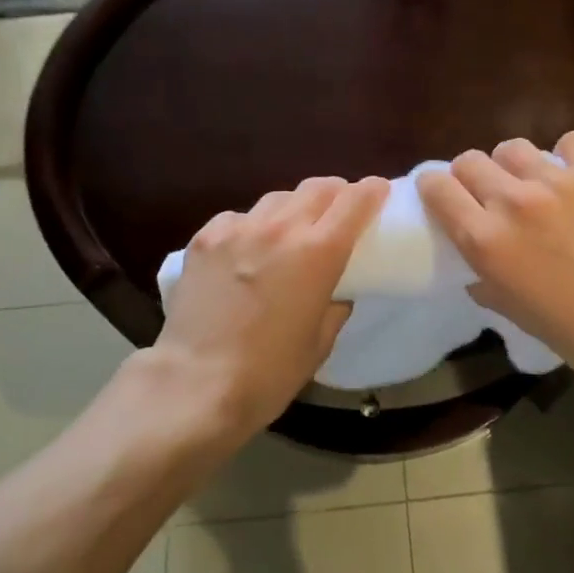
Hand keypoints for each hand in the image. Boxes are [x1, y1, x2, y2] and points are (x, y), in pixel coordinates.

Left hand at [152, 175, 388, 438]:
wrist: (195, 385)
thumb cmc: (269, 373)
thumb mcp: (320, 343)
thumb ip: (335, 304)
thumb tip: (336, 290)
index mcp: (318, 252)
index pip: (355, 200)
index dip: (372, 191)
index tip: (378, 193)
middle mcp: (281, 227)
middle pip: (318, 187)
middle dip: (336, 193)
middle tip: (338, 211)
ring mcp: (239, 228)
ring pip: (278, 198)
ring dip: (294, 208)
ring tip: (290, 232)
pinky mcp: (205, 237)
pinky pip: (239, 217)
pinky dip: (252, 226)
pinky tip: (245, 251)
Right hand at [417, 132, 573, 392]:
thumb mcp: (518, 316)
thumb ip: (488, 283)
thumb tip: (477, 271)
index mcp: (485, 240)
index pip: (437, 187)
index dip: (435, 188)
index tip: (444, 196)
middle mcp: (511, 201)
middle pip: (470, 160)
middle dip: (472, 176)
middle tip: (490, 194)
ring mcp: (555, 181)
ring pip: (512, 146)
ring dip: (514, 164)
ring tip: (532, 182)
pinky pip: (568, 142)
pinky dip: (566, 155)